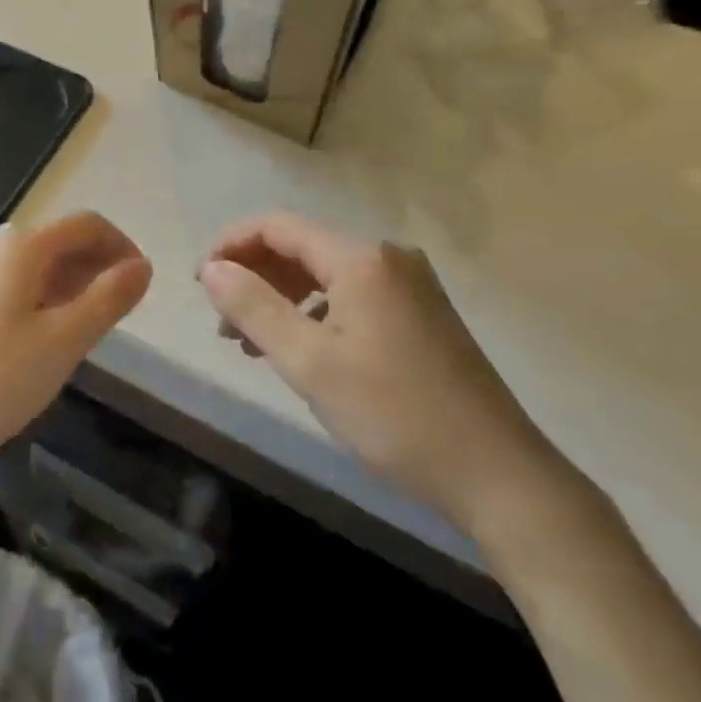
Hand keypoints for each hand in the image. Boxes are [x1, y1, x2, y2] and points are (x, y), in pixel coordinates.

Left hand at [0, 212, 152, 479]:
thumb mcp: (63, 342)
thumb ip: (108, 299)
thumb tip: (142, 266)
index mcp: (19, 243)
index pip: (86, 224)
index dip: (121, 247)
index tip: (142, 284)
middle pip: (56, 239)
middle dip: (93, 266)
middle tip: (116, 312)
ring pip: (29, 260)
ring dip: (65, 282)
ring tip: (81, 327)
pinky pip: (3, 277)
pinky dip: (33, 293)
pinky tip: (35, 334)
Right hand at [199, 213, 565, 535]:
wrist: (500, 475)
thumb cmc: (396, 415)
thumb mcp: (311, 363)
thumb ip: (254, 308)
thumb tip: (211, 269)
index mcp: (361, 258)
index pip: (278, 226)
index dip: (232, 245)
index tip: (200, 281)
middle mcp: (387, 256)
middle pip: (302, 246)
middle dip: (255, 276)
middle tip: (223, 320)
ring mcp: (409, 284)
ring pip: (326, 273)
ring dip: (282, 297)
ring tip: (251, 341)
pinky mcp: (421, 313)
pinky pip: (352, 294)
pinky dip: (316, 312)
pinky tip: (302, 348)